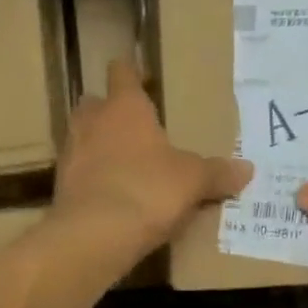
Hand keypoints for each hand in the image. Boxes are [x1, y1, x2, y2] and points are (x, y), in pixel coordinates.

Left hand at [55, 60, 251, 256]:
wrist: (95, 233)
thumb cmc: (148, 190)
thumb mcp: (192, 181)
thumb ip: (217, 173)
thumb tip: (247, 169)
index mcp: (125, 107)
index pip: (122, 73)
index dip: (130, 74)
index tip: (138, 77)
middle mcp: (92, 122)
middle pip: (93, 104)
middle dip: (108, 112)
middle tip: (132, 128)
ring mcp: (70, 154)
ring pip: (81, 138)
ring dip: (96, 146)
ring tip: (121, 164)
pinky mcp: (60, 187)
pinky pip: (77, 174)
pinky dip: (90, 180)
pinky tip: (108, 196)